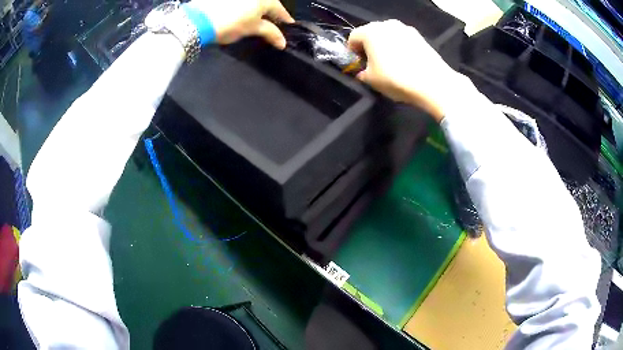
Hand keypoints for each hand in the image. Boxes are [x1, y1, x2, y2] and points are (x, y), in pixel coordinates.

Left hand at [189, 0, 293, 48]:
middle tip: (273, 23)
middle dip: (271, 12)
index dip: (285, 19)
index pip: (280, 9)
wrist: (198, 20)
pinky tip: (241, 14)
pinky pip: (241, 2)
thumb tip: (282, 42)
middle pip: (267, 3)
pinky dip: (244, 7)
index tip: (289, 25)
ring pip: (253, 2)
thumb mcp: (252, 29)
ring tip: (256, 19)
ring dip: (257, 9)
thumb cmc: (228, 24)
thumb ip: (270, 32)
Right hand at [348, 20, 462, 120]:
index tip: (357, 65)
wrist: (433, 83)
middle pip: (371, 34)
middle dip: (369, 47)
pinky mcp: (420, 36)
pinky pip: (403, 40)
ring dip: (385, 46)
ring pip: (388, 36)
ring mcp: (405, 28)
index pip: (353, 37)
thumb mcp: (371, 80)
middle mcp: (387, 24)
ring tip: (391, 64)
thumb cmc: (396, 79)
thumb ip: (361, 73)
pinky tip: (406, 63)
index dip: (352, 52)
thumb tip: (362, 72)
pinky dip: (400, 48)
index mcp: (370, 31)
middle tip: (373, 64)